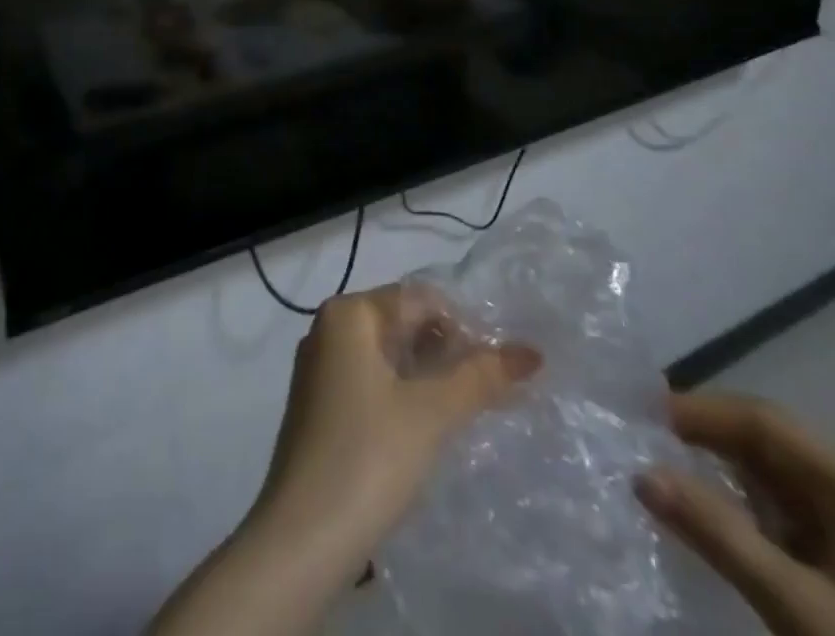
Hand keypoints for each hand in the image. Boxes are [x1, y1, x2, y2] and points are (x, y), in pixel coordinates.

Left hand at [147, 286, 538, 635]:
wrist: (302, 536)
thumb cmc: (368, 456)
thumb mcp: (431, 413)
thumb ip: (480, 377)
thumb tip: (532, 351)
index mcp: (348, 313)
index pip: (418, 298)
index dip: (463, 326)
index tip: (498, 367)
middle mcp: (328, 328)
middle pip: (401, 322)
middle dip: (446, 351)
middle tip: (488, 390)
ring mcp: (320, 367)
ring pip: (386, 355)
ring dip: (427, 374)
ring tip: (465, 408)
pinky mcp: (319, 405)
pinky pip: (370, 381)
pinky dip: (402, 393)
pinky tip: (426, 426)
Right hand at [636, 392, 834, 635]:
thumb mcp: (794, 607)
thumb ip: (718, 534)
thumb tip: (641, 473)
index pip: (766, 422)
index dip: (702, 411)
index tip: (644, 415)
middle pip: (772, 444)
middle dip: (709, 437)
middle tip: (648, 439)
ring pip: (777, 477)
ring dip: (722, 470)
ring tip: (667, 471)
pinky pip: (788, 514)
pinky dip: (744, 507)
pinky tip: (712, 516)